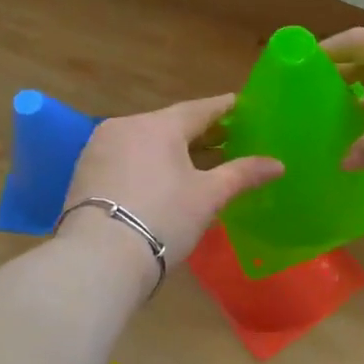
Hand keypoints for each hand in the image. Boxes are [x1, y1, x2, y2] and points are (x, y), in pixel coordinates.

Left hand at [58, 94, 282, 268]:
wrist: (99, 258)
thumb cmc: (163, 218)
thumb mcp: (208, 196)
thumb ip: (242, 174)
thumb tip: (278, 164)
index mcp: (158, 125)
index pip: (199, 109)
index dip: (224, 108)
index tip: (241, 106)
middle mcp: (125, 126)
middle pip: (170, 124)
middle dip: (200, 133)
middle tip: (227, 138)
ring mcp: (100, 148)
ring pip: (146, 141)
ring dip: (172, 150)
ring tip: (198, 162)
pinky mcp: (85, 172)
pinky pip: (127, 158)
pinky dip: (148, 163)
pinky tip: (163, 179)